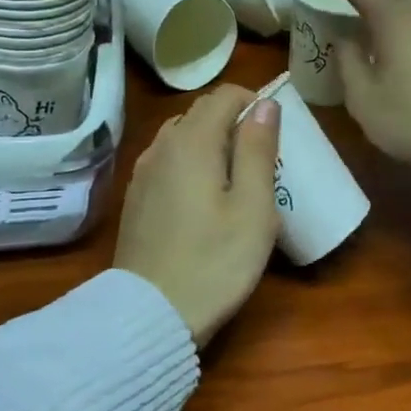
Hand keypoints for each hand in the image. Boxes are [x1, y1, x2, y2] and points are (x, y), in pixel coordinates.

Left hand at [114, 83, 281, 347]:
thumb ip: (258, 149)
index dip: (253, 101)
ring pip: (181, 137)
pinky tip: (203, 198)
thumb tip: (264, 104)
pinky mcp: (135, 198)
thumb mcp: (254, 207)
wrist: (150, 314)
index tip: (276, 129)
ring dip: (210, 142)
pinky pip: (167, 162)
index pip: (223, 95)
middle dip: (233, 121)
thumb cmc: (215, 261)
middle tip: (262, 156)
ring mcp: (142, 173)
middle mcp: (161, 146)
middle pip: (199, 113)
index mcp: (192, 141)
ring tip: (235, 177)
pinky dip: (190, 163)